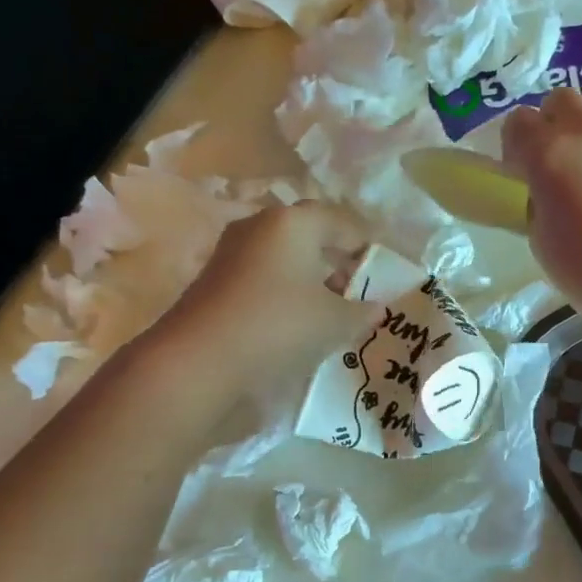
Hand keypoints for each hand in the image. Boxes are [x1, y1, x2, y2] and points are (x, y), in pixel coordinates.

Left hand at [152, 203, 375, 381]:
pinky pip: (262, 275)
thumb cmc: (279, 326)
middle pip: (310, 234)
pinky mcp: (214, 278)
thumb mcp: (335, 322)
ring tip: (328, 309)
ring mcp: (232, 250)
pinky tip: (293, 320)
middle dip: (336, 260)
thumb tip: (376, 307)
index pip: (342, 222)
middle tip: (357, 290)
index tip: (382, 273)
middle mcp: (260, 225)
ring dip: (309, 277)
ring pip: (283, 255)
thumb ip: (362, 311)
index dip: (366, 247)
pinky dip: (283, 290)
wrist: (199, 359)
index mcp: (294, 221)